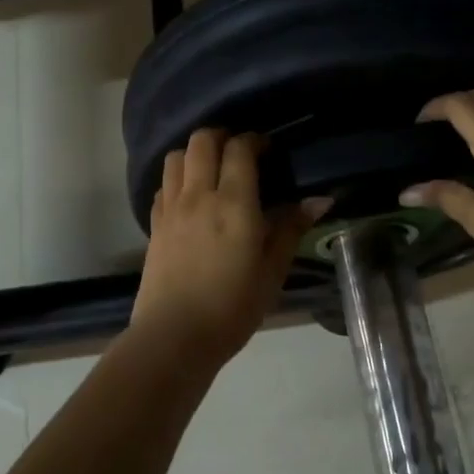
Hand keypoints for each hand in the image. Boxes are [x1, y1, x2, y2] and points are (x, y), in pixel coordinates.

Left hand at [129, 129, 315, 365]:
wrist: (174, 336)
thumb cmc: (232, 307)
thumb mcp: (272, 271)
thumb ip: (291, 229)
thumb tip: (320, 199)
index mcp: (233, 202)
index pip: (239, 149)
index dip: (254, 141)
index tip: (267, 150)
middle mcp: (198, 195)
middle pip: (201, 141)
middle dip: (222, 136)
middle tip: (239, 153)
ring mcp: (171, 208)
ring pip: (176, 157)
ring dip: (195, 153)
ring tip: (212, 170)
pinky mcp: (154, 225)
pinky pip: (163, 185)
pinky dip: (177, 179)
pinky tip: (190, 198)